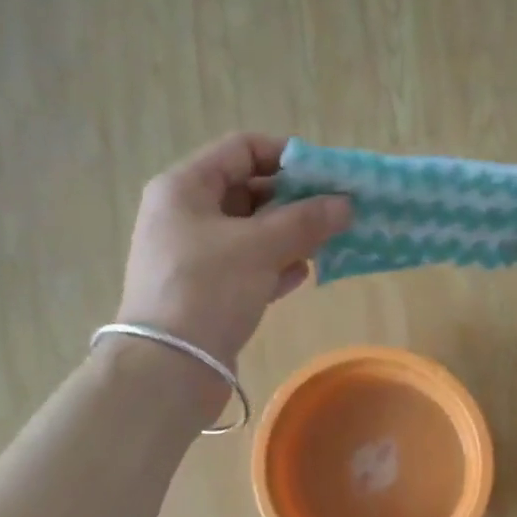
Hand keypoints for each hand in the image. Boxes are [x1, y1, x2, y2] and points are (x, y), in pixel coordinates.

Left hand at [117, 133, 351, 367]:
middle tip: (335, 214)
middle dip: (293, 202)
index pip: (241, 150)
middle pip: (247, 193)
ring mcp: (193, 257)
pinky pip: (246, 269)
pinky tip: (302, 275)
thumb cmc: (208, 289)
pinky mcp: (205, 294)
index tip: (326, 175)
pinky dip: (274, 267)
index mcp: (185, 187)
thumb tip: (345, 204)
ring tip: (327, 245)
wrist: (170, 366)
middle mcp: (184, 215)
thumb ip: (305, 221)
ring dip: (288, 236)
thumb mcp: (260, 247)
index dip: (286, 156)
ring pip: (250, 234)